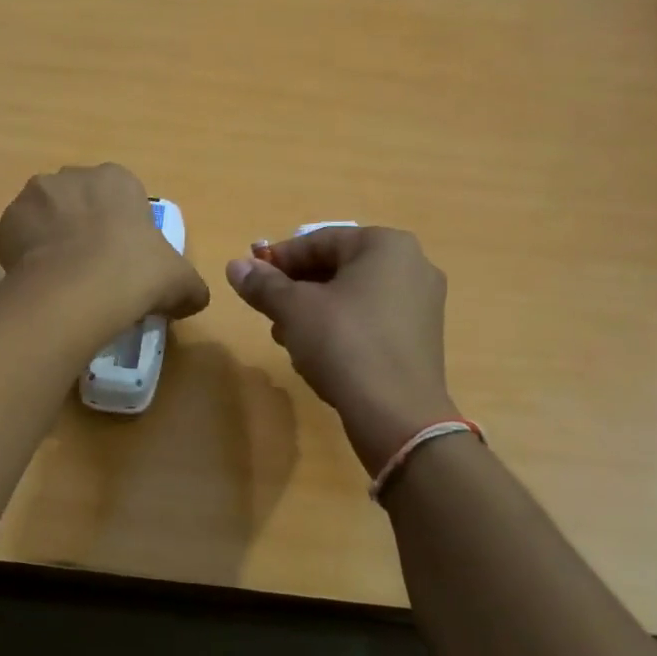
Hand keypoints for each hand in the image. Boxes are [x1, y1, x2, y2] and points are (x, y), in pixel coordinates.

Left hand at [0, 164, 209, 324]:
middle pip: (79, 201)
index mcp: (117, 179)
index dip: (121, 227)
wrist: (77, 290)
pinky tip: (40, 280)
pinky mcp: (6, 221)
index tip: (122, 258)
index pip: (120, 197)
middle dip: (83, 226)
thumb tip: (195, 299)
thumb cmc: (135, 273)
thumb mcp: (180, 281)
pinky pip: (19, 237)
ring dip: (52, 237)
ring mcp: (35, 195)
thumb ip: (190, 286)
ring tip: (62, 277)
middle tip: (91, 267)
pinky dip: (27, 255)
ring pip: (46, 216)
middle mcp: (72, 176)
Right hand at [226, 227, 453, 472]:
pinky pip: (370, 321)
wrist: (396, 414)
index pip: (319, 241)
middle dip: (296, 289)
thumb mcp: (293, 309)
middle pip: (337, 268)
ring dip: (313, 312)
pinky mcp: (420, 339)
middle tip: (267, 310)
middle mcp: (412, 265)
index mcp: (386, 245)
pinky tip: (316, 356)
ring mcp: (421, 304)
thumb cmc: (344, 344)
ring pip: (351, 297)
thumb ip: (263, 283)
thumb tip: (235, 266)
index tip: (251, 277)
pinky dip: (340, 330)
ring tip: (286, 337)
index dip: (279, 259)